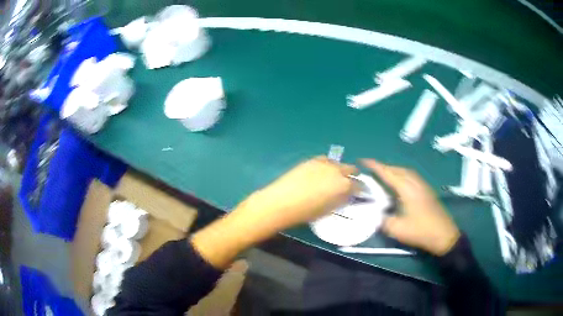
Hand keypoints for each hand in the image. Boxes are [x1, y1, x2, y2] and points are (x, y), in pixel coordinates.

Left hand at [240, 156, 357, 229]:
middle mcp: (337, 170)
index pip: (359, 185)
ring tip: (333, 178)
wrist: (282, 202)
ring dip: (339, 170)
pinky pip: (325, 160)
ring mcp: (324, 163)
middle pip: (351, 169)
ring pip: (338, 163)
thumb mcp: (329, 209)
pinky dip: (327, 165)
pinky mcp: (312, 160)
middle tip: (347, 184)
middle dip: (352, 176)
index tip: (358, 193)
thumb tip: (347, 195)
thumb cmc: (307, 212)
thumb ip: (342, 200)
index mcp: (344, 185)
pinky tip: (321, 172)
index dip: (360, 189)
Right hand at [362, 159, 459, 255]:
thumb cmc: (421, 231)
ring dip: (394, 170)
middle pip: (398, 169)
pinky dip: (402, 175)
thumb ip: (383, 221)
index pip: (388, 173)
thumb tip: (376, 215)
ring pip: (406, 172)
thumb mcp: (397, 230)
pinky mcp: (427, 191)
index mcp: (407, 189)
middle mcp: (415, 183)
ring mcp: (423, 186)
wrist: (444, 235)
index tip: (363, 160)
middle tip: (372, 170)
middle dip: (384, 167)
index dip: (375, 166)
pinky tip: (400, 184)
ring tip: (384, 175)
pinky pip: (412, 177)